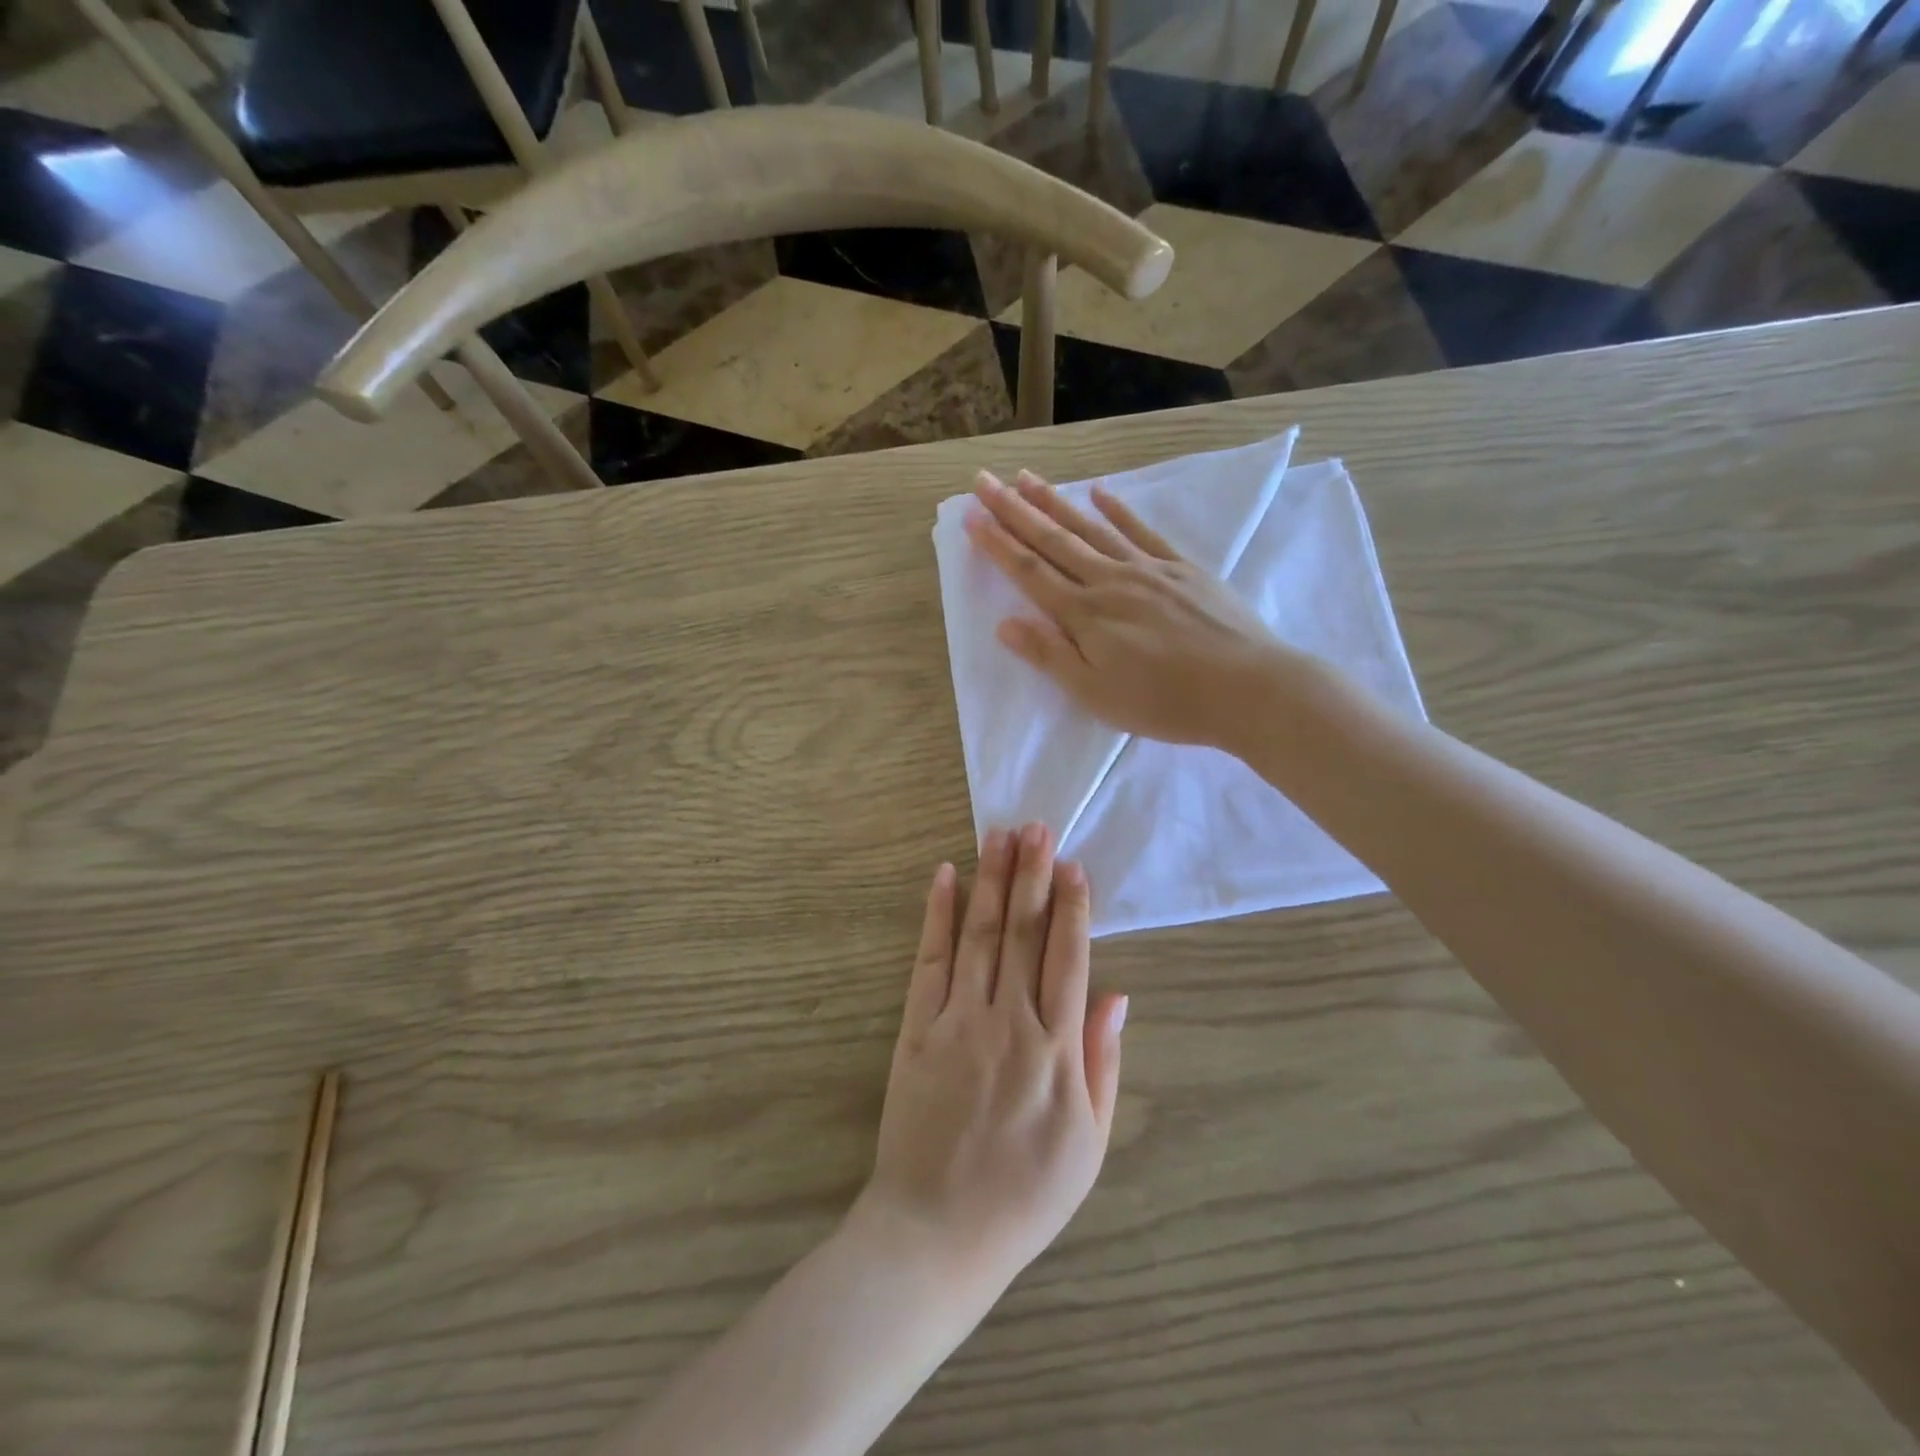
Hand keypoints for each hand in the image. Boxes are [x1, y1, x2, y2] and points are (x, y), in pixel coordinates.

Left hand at [858, 824, 1126, 1295]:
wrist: (937, 1232)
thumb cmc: (1024, 1194)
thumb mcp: (1089, 1143)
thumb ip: (1103, 1062)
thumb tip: (1118, 995)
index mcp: (1057, 1050)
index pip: (1068, 958)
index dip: (1073, 906)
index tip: (1073, 864)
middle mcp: (1009, 1021)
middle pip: (1024, 933)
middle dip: (1032, 874)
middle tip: (1036, 826)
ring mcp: (959, 1020)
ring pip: (980, 934)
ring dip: (992, 880)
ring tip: (1000, 835)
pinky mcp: (917, 1028)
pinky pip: (929, 961)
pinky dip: (936, 915)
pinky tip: (944, 876)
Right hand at [965, 469, 1297, 748]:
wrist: (1247, 689)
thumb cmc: (1164, 702)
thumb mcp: (1096, 693)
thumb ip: (1050, 656)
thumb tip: (1004, 623)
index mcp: (1085, 615)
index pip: (1030, 573)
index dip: (997, 544)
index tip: (970, 516)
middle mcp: (1109, 581)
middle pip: (1054, 540)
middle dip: (1014, 510)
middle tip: (984, 481)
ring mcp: (1148, 569)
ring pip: (1091, 528)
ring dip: (1055, 502)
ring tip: (1026, 478)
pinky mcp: (1181, 568)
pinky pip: (1141, 531)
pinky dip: (1118, 509)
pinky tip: (1099, 490)